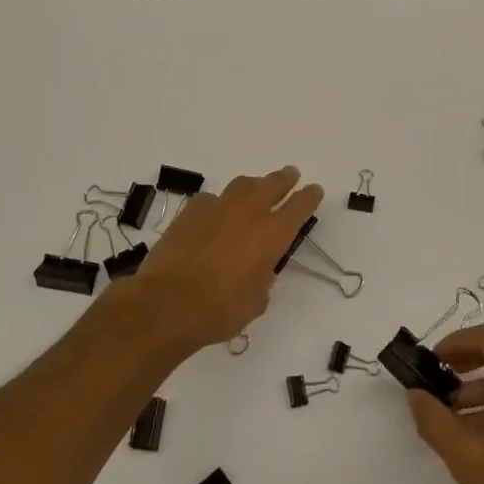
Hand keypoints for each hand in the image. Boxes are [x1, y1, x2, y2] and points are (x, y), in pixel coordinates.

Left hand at [132, 167, 323, 351]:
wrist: (169, 302)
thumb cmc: (221, 309)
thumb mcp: (256, 301)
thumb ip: (262, 279)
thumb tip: (258, 270)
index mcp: (273, 234)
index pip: (299, 206)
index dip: (309, 197)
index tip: (314, 190)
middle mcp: (249, 213)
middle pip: (272, 184)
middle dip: (284, 179)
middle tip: (291, 175)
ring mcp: (217, 208)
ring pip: (242, 185)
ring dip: (253, 185)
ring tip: (256, 188)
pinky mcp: (190, 212)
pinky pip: (211, 199)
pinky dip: (219, 203)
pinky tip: (215, 213)